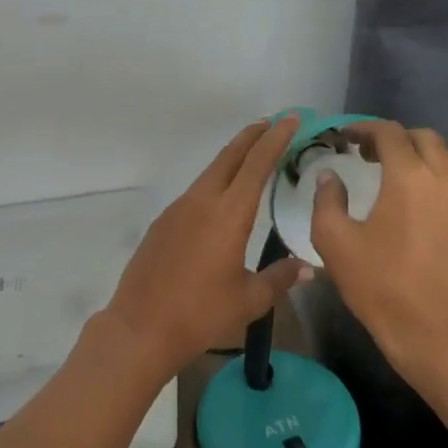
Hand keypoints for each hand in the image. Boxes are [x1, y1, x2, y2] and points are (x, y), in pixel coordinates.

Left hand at [103, 116, 311, 377]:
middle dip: (252, 137)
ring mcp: (178, 210)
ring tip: (250, 155)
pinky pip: (195, 192)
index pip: (257, 165)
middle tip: (271, 123)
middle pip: (230, 157)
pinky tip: (220, 198)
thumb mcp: (249, 300)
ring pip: (210, 173)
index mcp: (229, 214)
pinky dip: (214, 183)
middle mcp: (202, 202)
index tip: (290, 119)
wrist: (141, 327)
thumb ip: (279, 278)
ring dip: (231, 159)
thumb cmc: (201, 315)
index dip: (275, 140)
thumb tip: (306, 268)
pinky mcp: (163, 223)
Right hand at [311, 119, 447, 376]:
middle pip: (424, 138)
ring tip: (399, 174)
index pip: (389, 133)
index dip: (364, 129)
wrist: (436, 335)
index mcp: (410, 176)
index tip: (346, 137)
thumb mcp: (335, 242)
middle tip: (368, 156)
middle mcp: (446, 179)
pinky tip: (420, 206)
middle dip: (395, 139)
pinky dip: (439, 180)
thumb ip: (327, 200)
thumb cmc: (381, 285)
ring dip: (422, 155)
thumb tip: (330, 177)